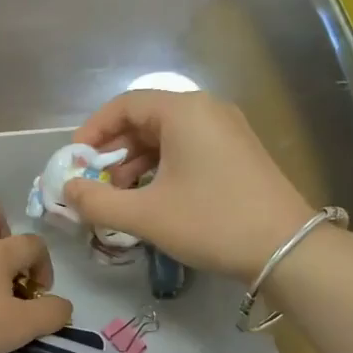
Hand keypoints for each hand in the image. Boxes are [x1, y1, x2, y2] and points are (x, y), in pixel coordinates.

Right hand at [63, 90, 316, 280]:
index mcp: (184, 111)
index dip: (93, 131)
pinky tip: (153, 199)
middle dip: (114, 152)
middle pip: (146, 119)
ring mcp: (227, 131)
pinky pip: (188, 149)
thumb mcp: (146, 216)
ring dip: (137, 164)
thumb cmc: (211, 223)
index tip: (74, 161)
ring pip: (167, 137)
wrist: (285, 248)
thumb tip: (67, 190)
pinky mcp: (238, 153)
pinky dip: (162, 169)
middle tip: (95, 183)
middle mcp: (207, 110)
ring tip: (120, 198)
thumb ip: (98, 202)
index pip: (125, 105)